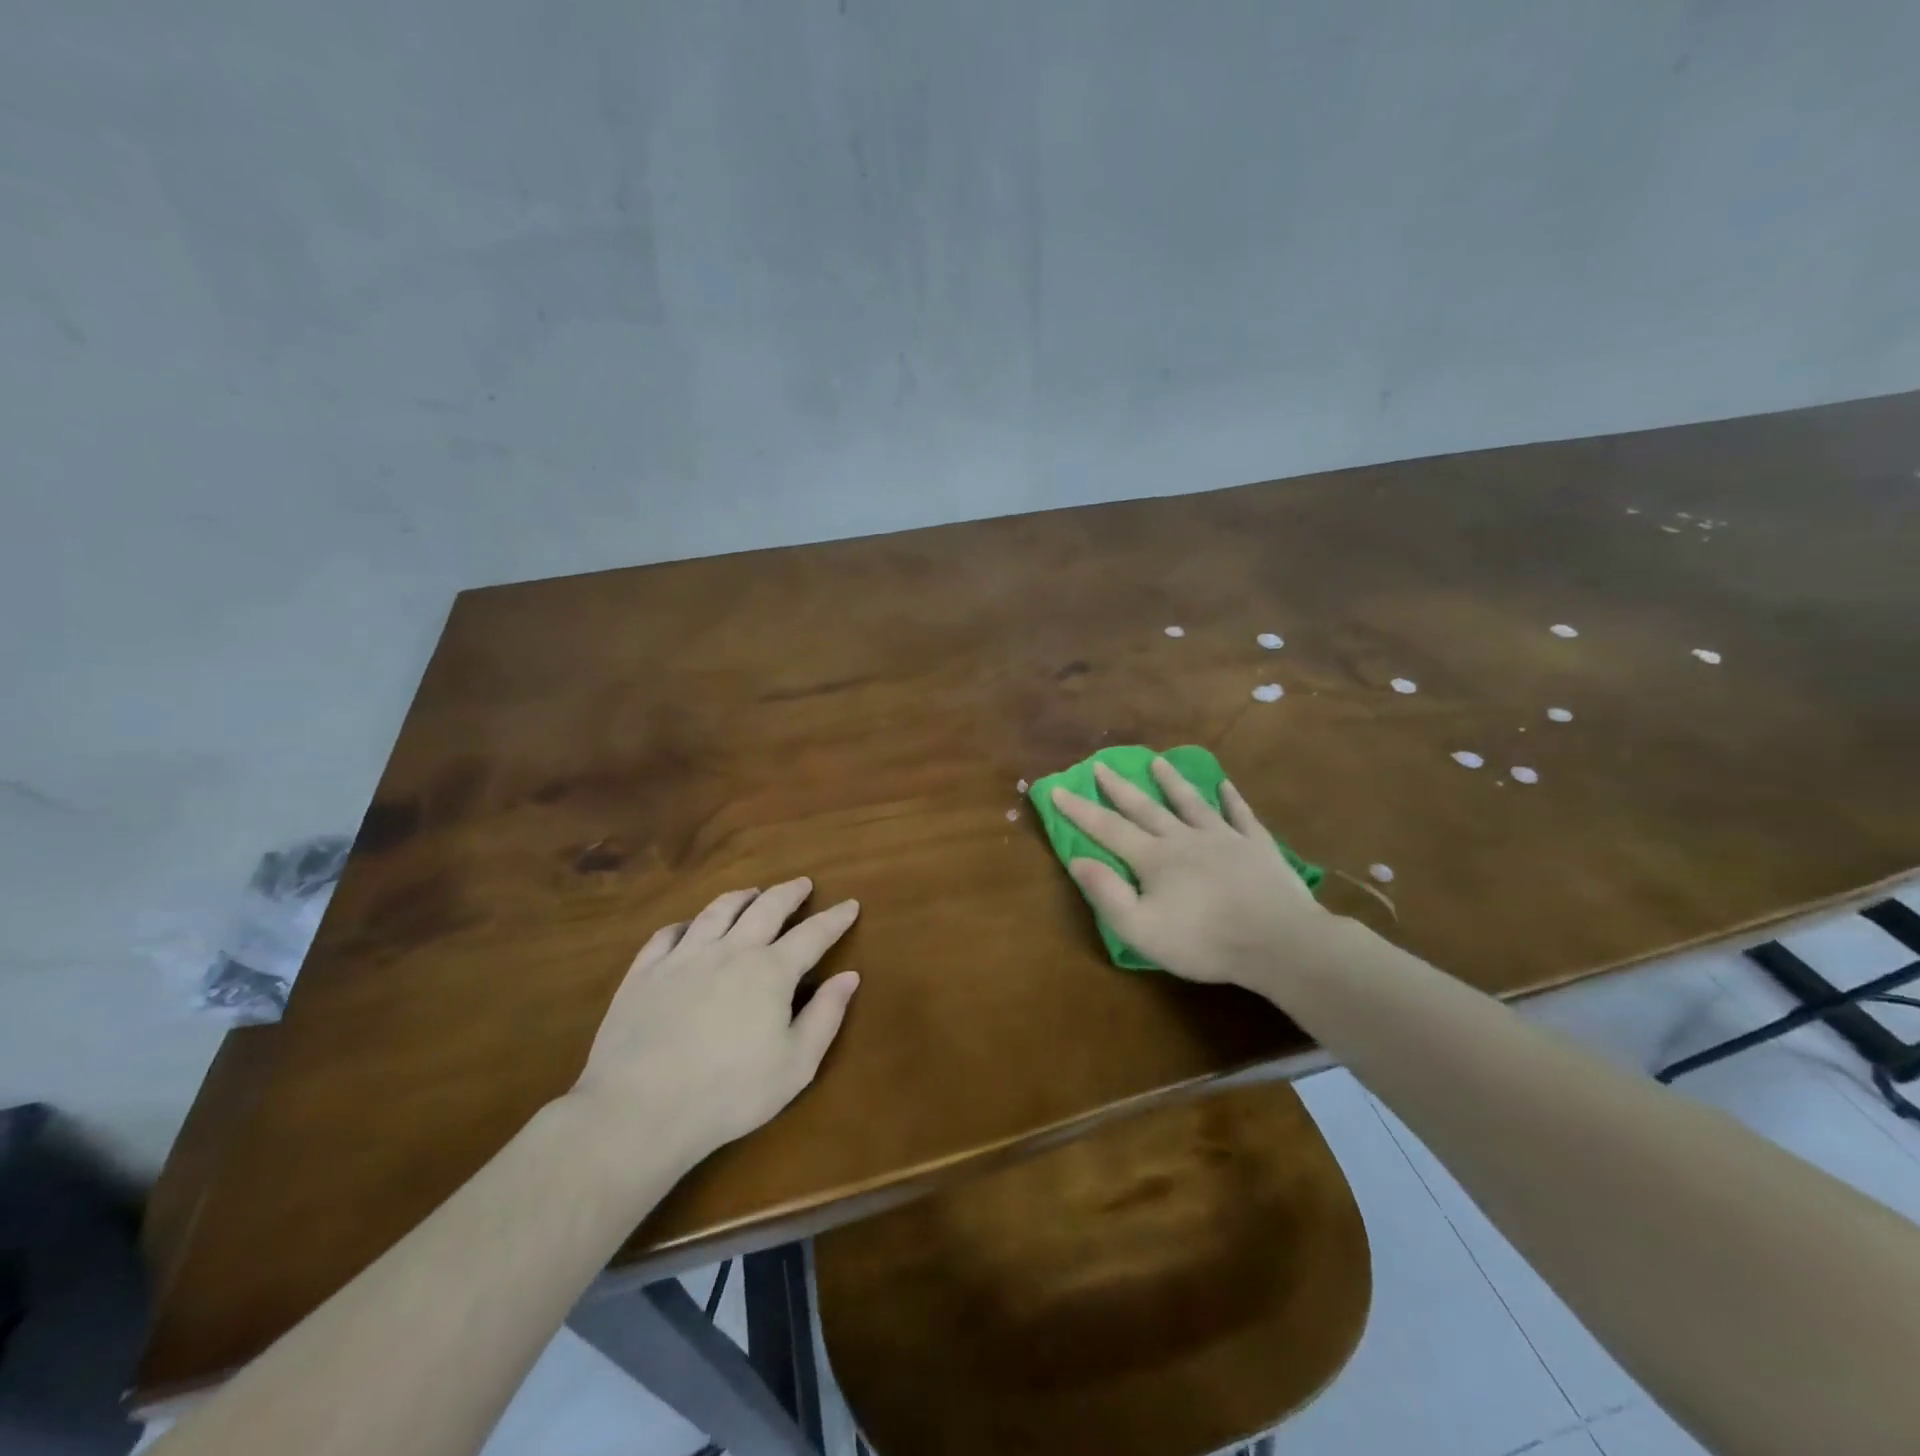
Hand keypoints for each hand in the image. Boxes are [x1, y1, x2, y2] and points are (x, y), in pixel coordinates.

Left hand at [569, 878, 860, 1167]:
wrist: (639, 1109)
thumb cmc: (728, 1093)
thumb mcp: (795, 1065)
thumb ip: (825, 1016)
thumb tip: (849, 976)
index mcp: (771, 971)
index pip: (813, 934)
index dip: (835, 918)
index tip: (850, 904)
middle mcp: (730, 951)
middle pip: (766, 908)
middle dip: (789, 893)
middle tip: (802, 884)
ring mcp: (683, 957)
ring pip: (717, 911)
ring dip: (741, 897)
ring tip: (752, 892)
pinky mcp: (645, 972)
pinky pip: (667, 935)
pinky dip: (686, 924)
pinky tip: (689, 927)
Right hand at [1050, 759, 1329, 992]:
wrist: (1278, 942)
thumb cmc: (1204, 941)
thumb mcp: (1141, 929)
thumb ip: (1107, 893)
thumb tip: (1078, 859)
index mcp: (1153, 858)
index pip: (1108, 828)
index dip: (1080, 810)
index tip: (1058, 789)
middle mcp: (1184, 838)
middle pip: (1145, 808)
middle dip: (1119, 788)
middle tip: (1100, 766)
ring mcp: (1224, 838)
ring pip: (1191, 802)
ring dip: (1172, 782)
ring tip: (1157, 763)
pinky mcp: (1257, 846)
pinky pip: (1241, 815)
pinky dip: (1231, 799)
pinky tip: (1225, 786)